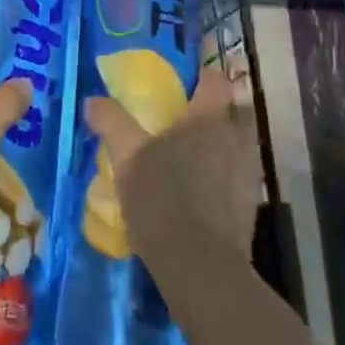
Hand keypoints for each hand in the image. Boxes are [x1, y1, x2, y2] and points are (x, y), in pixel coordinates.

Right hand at [85, 65, 259, 264]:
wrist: (201, 268)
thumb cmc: (163, 200)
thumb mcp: (127, 158)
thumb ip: (112, 122)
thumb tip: (93, 100)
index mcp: (208, 117)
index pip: (216, 79)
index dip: (203, 75)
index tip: (186, 81)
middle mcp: (235, 137)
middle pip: (235, 108)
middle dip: (218, 107)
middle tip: (189, 117)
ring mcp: (248, 171)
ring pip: (240, 141)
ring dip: (224, 141)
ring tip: (195, 154)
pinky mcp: (251, 203)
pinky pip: (240, 173)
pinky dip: (226, 173)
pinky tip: (204, 189)